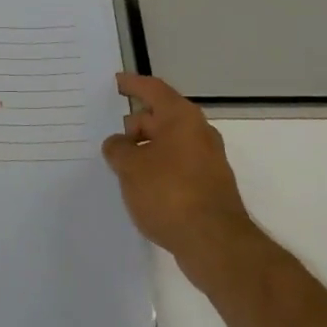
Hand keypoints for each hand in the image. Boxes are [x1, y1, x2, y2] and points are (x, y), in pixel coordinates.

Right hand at [103, 73, 254, 269]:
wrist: (215, 243)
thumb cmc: (169, 193)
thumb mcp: (130, 167)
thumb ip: (117, 149)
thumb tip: (119, 145)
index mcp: (182, 118)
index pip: (153, 90)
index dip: (132, 85)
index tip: (116, 82)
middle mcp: (199, 134)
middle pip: (161, 117)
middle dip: (135, 124)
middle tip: (111, 137)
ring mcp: (207, 162)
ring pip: (169, 145)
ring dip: (145, 150)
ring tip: (120, 165)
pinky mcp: (208, 187)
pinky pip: (176, 167)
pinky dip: (157, 170)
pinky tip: (140, 187)